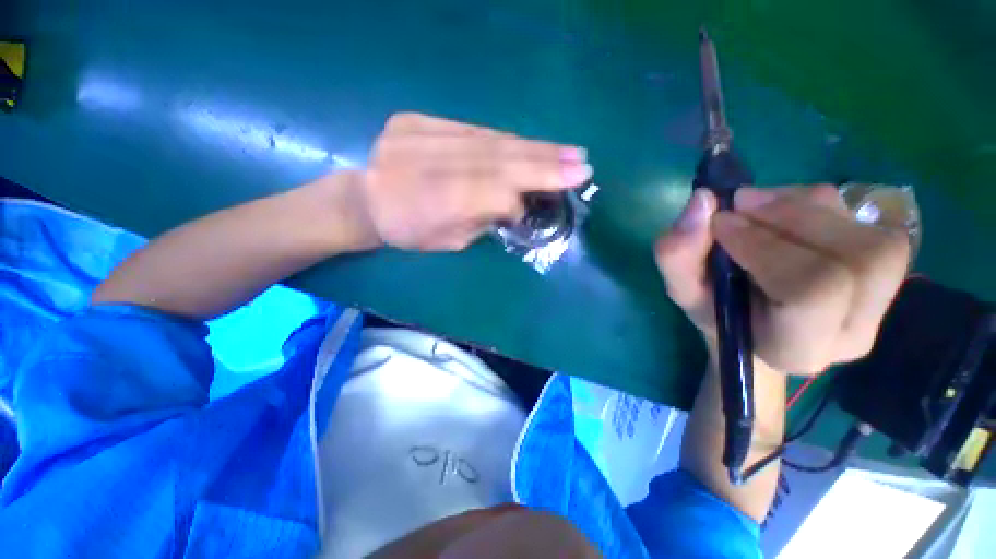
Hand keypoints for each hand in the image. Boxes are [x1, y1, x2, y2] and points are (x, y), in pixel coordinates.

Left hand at [355, 112, 590, 250]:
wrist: (365, 201)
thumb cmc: (410, 233)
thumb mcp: (449, 242)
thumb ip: (482, 220)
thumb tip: (515, 202)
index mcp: (433, 206)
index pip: (490, 192)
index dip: (523, 195)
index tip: (556, 194)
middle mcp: (427, 165)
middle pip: (496, 160)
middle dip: (544, 162)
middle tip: (582, 163)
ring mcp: (418, 137)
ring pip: (489, 139)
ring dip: (533, 146)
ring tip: (568, 151)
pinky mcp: (415, 121)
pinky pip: (472, 128)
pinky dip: (504, 138)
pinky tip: (530, 144)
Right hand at [654, 185, 909, 374]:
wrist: (753, 323)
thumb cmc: (713, 312)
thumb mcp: (681, 289)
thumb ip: (678, 254)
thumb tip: (703, 200)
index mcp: (795, 349)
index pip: (811, 292)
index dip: (766, 247)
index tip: (719, 224)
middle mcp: (852, 333)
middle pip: (857, 260)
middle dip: (793, 217)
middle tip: (740, 202)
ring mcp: (879, 306)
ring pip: (872, 238)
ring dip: (808, 207)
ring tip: (759, 205)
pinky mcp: (889, 277)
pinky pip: (875, 225)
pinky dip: (823, 206)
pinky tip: (784, 211)